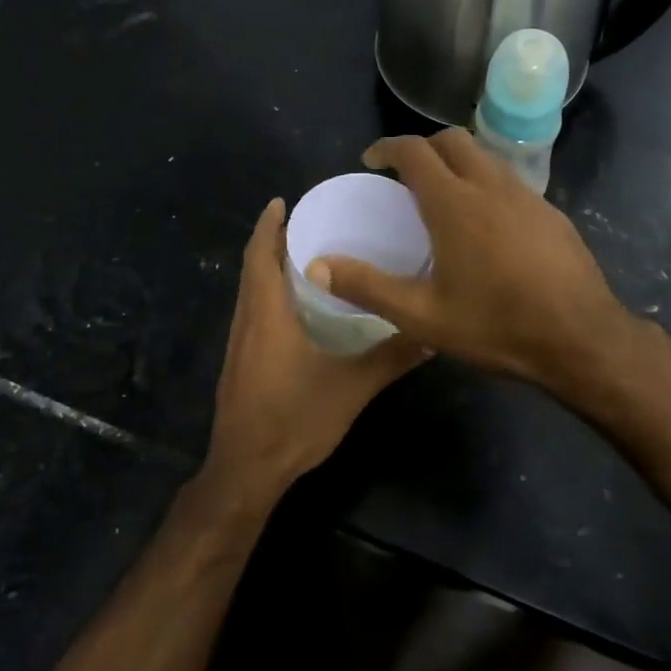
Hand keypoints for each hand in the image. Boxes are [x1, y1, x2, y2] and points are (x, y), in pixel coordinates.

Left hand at [204, 198, 429, 504]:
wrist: (247, 470)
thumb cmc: (294, 420)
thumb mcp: (352, 388)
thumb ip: (390, 358)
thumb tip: (431, 334)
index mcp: (267, 314)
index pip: (260, 255)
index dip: (268, 225)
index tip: (283, 201)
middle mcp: (247, 321)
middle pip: (252, 268)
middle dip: (273, 241)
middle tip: (307, 222)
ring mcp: (239, 344)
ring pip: (250, 291)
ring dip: (269, 268)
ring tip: (306, 255)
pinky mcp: (240, 363)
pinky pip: (253, 312)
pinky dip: (269, 294)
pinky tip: (297, 307)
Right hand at [307, 130, 629, 388]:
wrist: (581, 339)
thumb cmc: (496, 325)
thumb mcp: (422, 315)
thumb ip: (367, 287)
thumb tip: (316, 266)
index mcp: (455, 203)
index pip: (415, 151)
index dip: (387, 147)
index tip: (371, 160)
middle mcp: (492, 186)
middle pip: (453, 140)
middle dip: (423, 147)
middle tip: (405, 176)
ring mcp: (528, 197)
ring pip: (486, 158)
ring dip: (458, 163)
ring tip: (443, 198)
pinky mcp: (552, 214)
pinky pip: (510, 182)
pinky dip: (486, 185)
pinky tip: (487, 226)